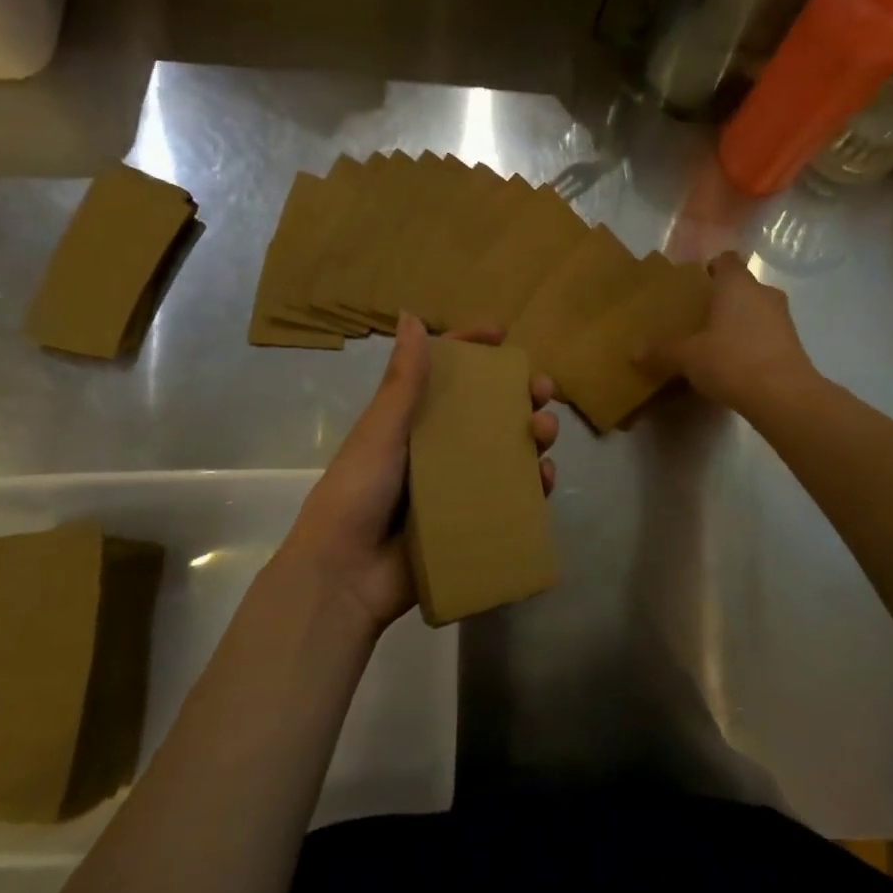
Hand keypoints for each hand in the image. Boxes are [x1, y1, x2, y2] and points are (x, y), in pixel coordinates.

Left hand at [277, 312, 558, 632]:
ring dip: (533, 436)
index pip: (444, 374)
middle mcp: (437, 448)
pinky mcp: (471, 521)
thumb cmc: (357, 493)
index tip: (503, 334)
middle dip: (519, 395)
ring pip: (506, 450)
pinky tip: (545, 478)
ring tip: (546, 432)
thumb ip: (402, 381)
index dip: (472, 349)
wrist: (345, 578)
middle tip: (542, 390)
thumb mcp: (381, 432)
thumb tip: (411, 315)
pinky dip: (532, 485)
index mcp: (411, 421)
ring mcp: (456, 486)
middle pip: (486, 411)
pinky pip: (510, 496)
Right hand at [649, 252, 814, 415]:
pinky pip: (766, 333)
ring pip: (755, 309)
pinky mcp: (793, 343)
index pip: (725, 260)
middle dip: (722, 299)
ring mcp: (782, 317)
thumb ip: (662, 351)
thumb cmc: (731, 360)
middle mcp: (763, 292)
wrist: (783, 395)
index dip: (710, 269)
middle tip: (698, 317)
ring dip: (739, 321)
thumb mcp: (688, 357)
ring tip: (715, 342)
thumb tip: (633, 351)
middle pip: (740, 286)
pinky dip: (752, 342)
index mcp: (737, 284)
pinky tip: (735, 363)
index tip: (694, 287)